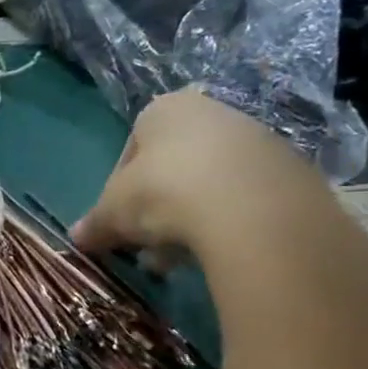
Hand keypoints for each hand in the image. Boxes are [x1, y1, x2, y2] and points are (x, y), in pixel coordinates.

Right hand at [70, 89, 337, 264]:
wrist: (253, 209)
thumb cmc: (165, 192)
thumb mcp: (114, 212)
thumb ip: (96, 223)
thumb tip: (76, 237)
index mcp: (163, 110)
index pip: (131, 149)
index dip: (119, 190)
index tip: (120, 221)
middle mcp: (212, 113)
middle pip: (173, 167)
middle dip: (156, 209)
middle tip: (148, 245)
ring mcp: (257, 140)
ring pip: (209, 184)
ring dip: (189, 219)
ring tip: (179, 258)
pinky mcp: (291, 171)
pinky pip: (246, 199)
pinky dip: (228, 223)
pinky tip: (218, 251)